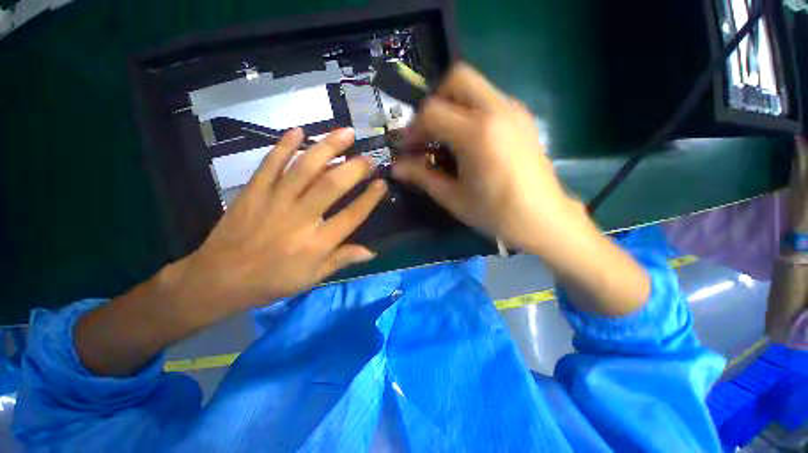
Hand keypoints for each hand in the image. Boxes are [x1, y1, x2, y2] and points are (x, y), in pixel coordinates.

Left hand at [174, 127, 386, 311]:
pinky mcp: (252, 192)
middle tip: (368, 158)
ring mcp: (273, 202)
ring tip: (345, 133)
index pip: (351, 217)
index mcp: (316, 244)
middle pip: (331, 186)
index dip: (369, 199)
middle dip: (354, 168)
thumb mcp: (312, 278)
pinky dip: (284, 146)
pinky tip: (298, 130)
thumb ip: (342, 260)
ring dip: (327, 147)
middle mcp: (299, 219)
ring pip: (304, 168)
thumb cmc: (271, 282)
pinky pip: (270, 164)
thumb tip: (371, 252)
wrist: (217, 280)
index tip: (382, 184)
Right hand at [392, 64, 578, 254]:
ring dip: (453, 106)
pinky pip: (489, 99)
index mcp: (477, 134)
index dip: (413, 129)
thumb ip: (422, 177)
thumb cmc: (495, 213)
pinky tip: (469, 141)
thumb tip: (396, 168)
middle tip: (429, 132)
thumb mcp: (453, 197)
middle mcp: (497, 111)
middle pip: (457, 78)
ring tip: (447, 138)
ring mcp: (514, 111)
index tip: (408, 148)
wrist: (542, 218)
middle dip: (435, 102)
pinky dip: (470, 111)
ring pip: (474, 86)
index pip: (432, 111)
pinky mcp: (522, 117)